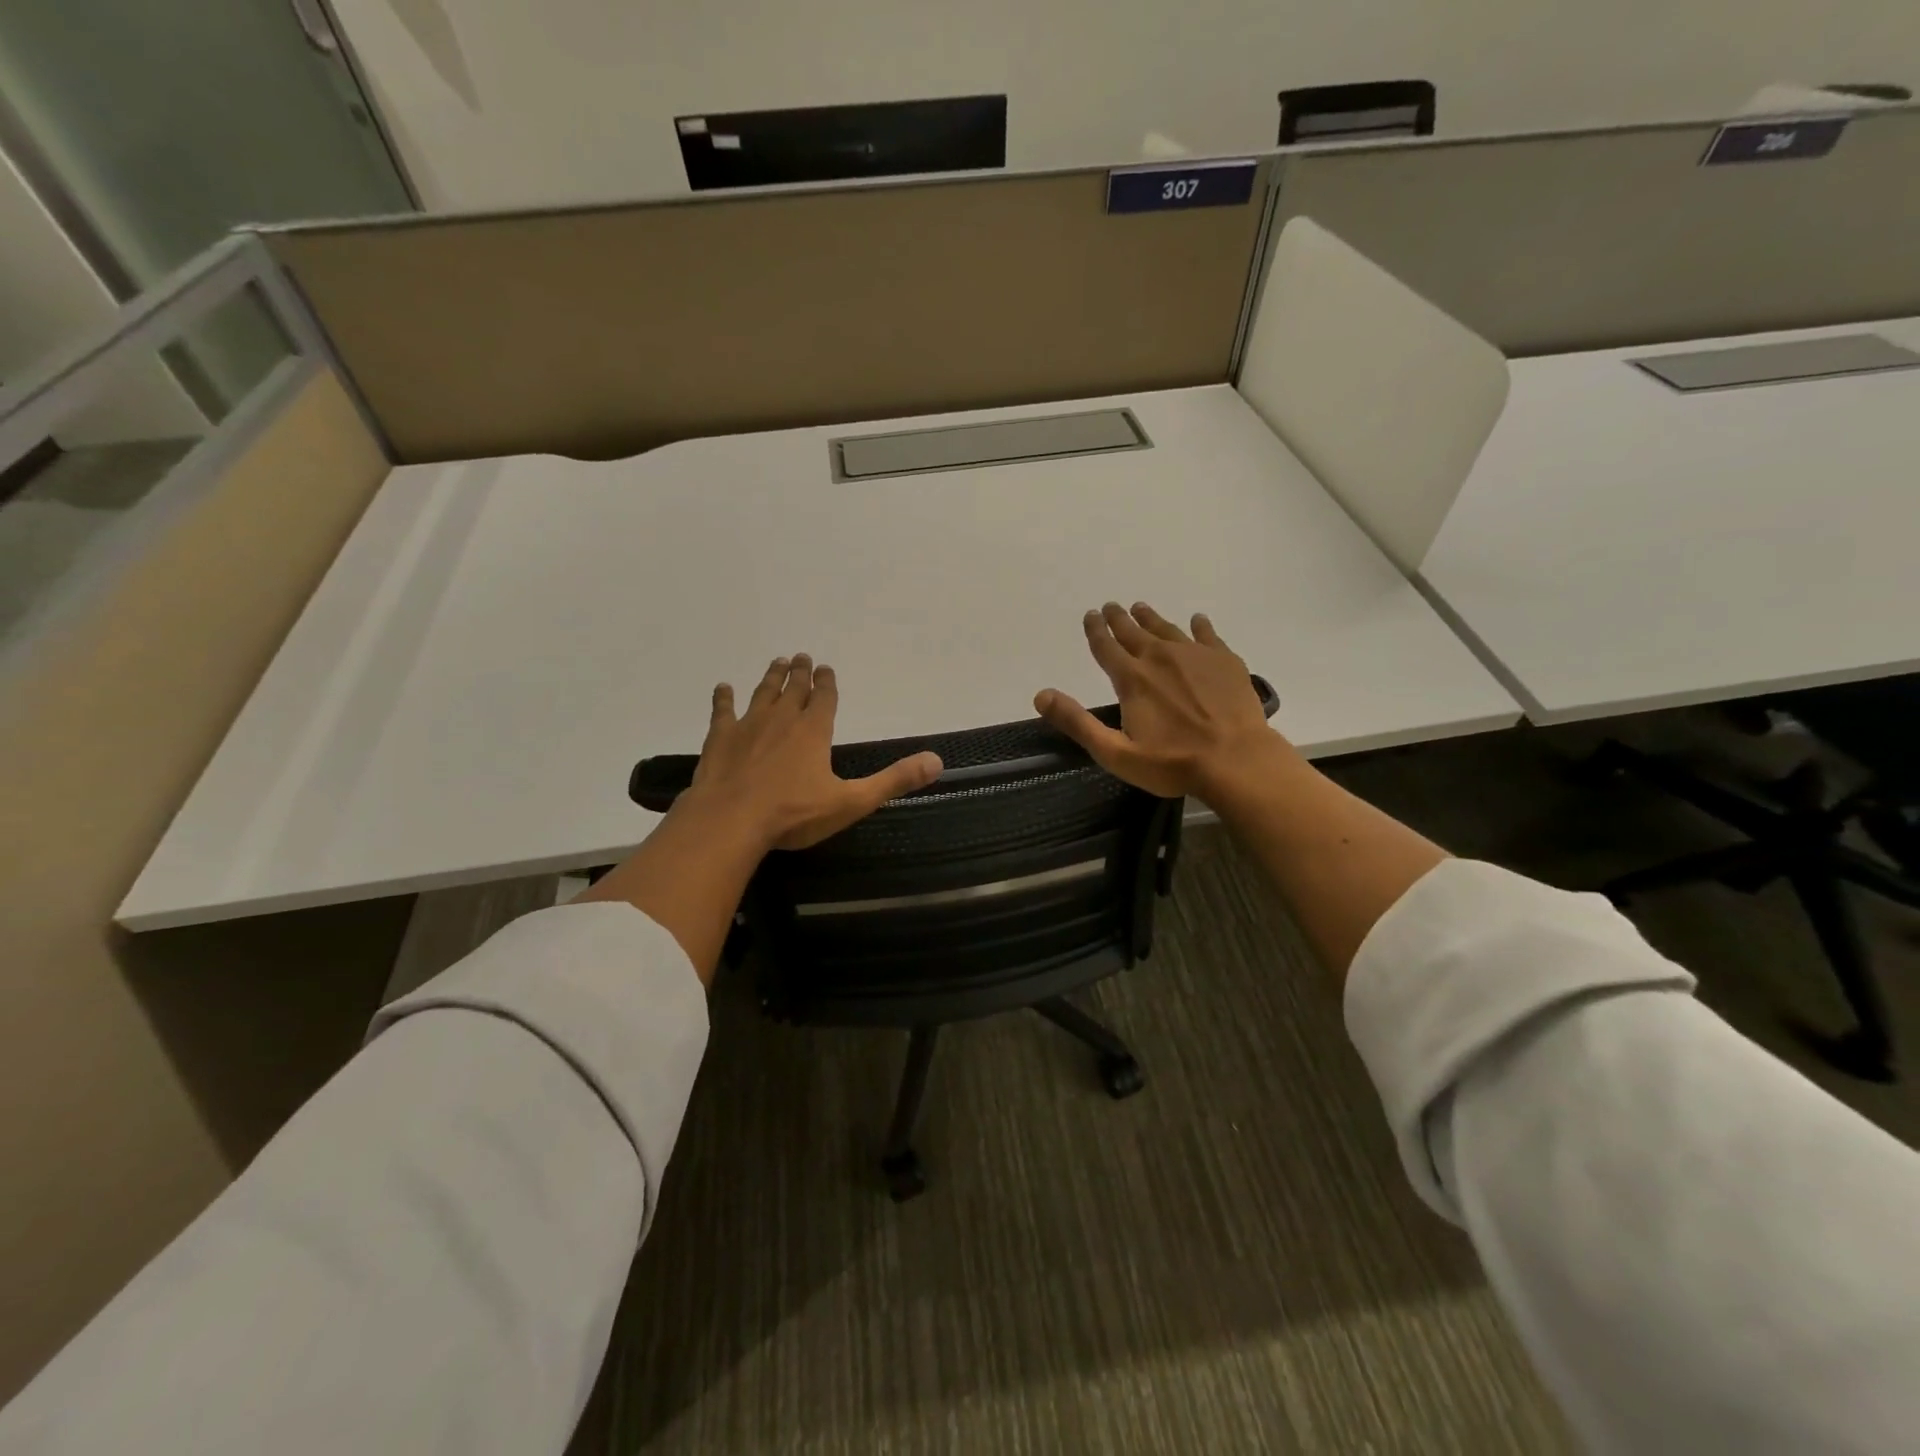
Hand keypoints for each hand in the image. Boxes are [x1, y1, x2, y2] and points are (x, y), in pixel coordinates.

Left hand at [687, 653, 942, 850]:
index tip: (825, 668)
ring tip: (777, 662)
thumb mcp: (851, 802)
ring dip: (771, 678)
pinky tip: (723, 688)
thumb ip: (893, 781)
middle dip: (800, 672)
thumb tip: (937, 761)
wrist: (731, 821)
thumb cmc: (793, 813)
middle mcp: (782, 720)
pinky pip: (722, 711)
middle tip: (801, 657)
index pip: (824, 699)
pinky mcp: (720, 739)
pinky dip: (723, 698)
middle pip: (793, 689)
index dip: (827, 683)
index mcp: (814, 731)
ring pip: (762, 693)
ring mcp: (748, 726)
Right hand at [1034, 603, 1285, 800]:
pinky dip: (1199, 626)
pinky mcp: (1224, 660)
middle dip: (1119, 619)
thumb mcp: (1116, 752)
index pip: (1106, 648)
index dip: (1095, 631)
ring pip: (1166, 629)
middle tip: (1111, 606)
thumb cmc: (1173, 763)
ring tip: (1141, 608)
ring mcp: (1195, 655)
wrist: (1237, 760)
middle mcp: (1159, 658)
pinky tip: (1197, 620)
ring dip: (1151, 618)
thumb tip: (1041, 695)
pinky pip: (1207, 634)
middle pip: (1133, 632)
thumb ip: (1078, 723)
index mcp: (1132, 679)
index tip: (1090, 615)